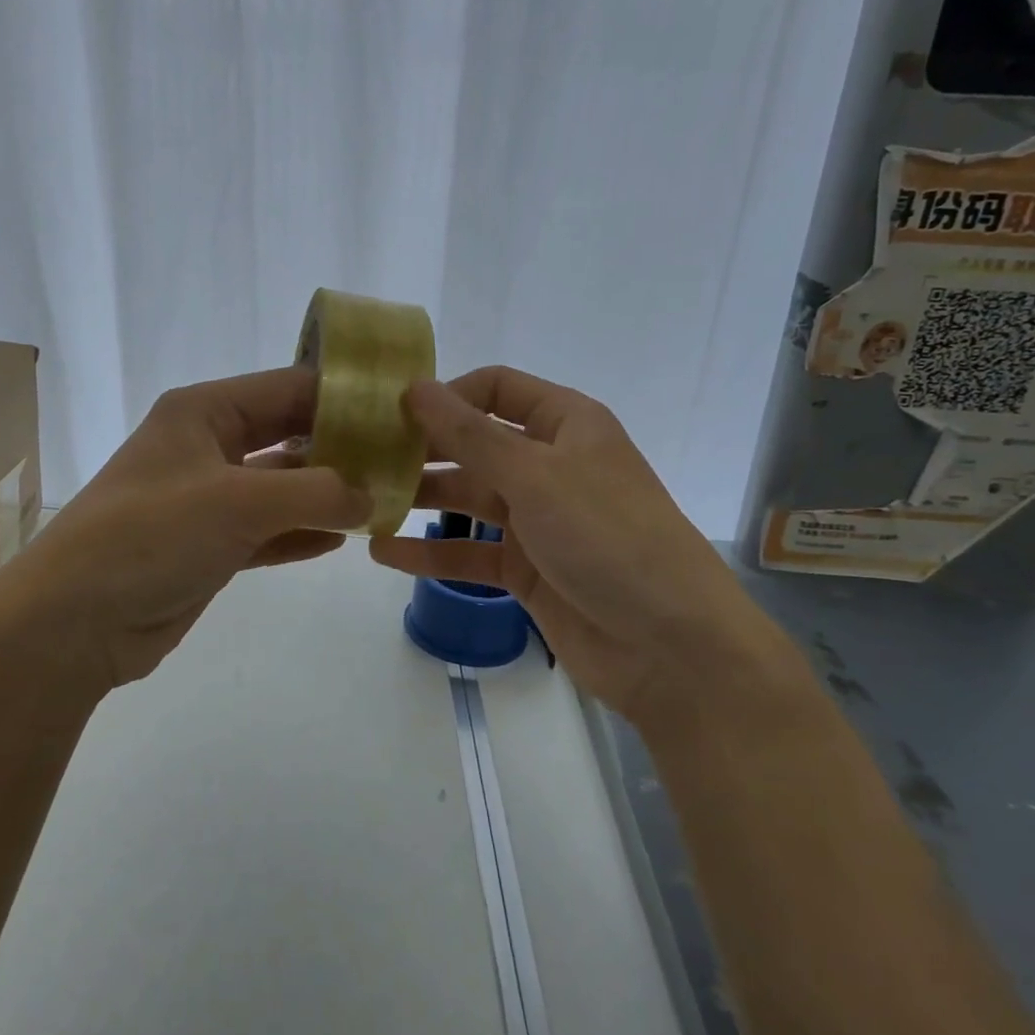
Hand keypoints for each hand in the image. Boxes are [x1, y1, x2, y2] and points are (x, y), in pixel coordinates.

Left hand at [0, 367, 371, 694]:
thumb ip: (315, 492)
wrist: (72, 624)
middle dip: (343, 447)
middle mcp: (207, 447)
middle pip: (289, 435)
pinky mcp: (210, 546)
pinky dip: (304, 532)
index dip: (343, 395)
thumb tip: (372, 496)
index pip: (288, 388)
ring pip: (283, 486)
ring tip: (387, 498)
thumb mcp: (238, 502)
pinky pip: (270, 530)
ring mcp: (209, 499)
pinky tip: (347, 537)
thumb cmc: (150, 537)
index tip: (400, 409)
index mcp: (204, 413)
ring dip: (329, 494)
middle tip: (403, 457)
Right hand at [368, 367, 795, 722]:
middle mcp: (549, 464)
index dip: (446, 394)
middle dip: (423, 449)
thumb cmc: (608, 538)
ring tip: (362, 502)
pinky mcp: (527, 569)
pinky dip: (431, 552)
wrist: (672, 648)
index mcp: (565, 424)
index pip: (495, 388)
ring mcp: (538, 519)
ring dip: (421, 499)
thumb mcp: (536, 476)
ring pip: (468, 498)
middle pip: (474, 443)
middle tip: (362, 457)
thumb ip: (470, 435)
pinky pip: (470, 552)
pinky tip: (384, 551)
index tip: (391, 412)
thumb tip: (414, 387)